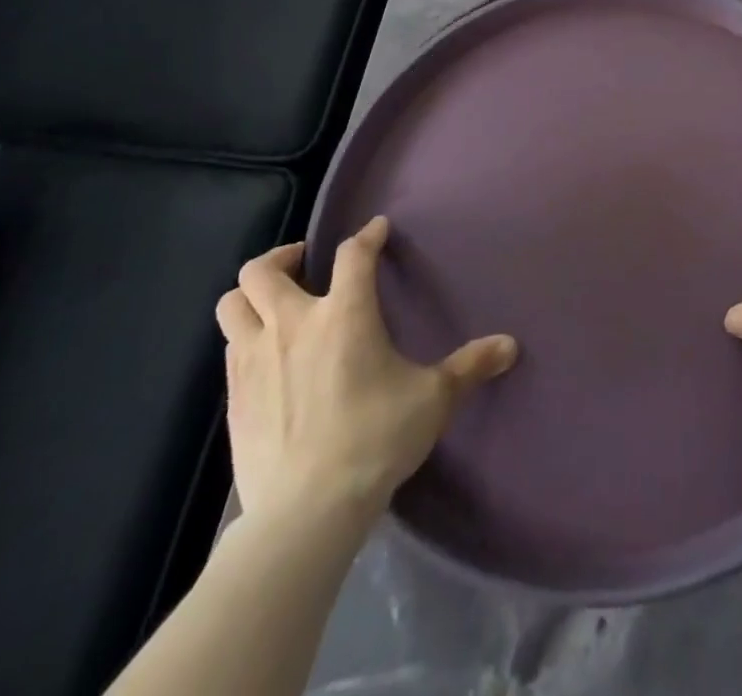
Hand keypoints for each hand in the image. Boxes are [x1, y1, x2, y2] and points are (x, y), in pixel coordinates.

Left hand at [215, 217, 517, 536]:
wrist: (306, 512)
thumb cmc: (376, 439)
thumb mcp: (433, 399)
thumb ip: (470, 366)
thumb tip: (511, 346)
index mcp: (344, 314)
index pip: (353, 255)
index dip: (367, 236)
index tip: (377, 230)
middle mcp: (293, 325)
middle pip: (263, 271)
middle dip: (284, 257)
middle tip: (306, 264)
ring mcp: (254, 361)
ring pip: (232, 304)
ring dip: (252, 296)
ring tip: (277, 304)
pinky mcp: (234, 398)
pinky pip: (230, 348)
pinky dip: (246, 338)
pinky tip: (269, 356)